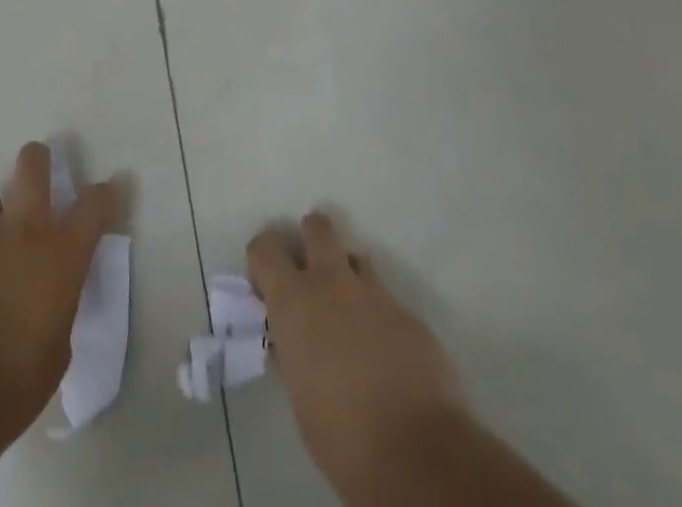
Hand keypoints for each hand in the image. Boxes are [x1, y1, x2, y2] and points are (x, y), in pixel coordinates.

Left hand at [0, 141, 115, 442]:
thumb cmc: (16, 381)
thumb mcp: (58, 347)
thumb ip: (57, 306)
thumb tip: (48, 298)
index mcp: (60, 252)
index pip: (93, 205)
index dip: (104, 195)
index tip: (108, 192)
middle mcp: (21, 231)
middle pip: (32, 166)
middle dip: (38, 160)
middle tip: (40, 166)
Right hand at [248, 212, 467, 497]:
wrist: (418, 454)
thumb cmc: (343, 436)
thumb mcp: (299, 395)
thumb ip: (294, 354)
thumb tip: (295, 343)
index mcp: (294, 301)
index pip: (265, 248)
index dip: (263, 261)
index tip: (266, 286)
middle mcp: (332, 282)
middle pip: (317, 227)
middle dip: (311, 240)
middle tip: (311, 276)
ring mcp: (375, 294)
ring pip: (357, 259)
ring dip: (349, 278)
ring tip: (351, 318)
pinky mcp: (410, 315)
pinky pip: (387, 301)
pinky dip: (380, 317)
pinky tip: (385, 354)